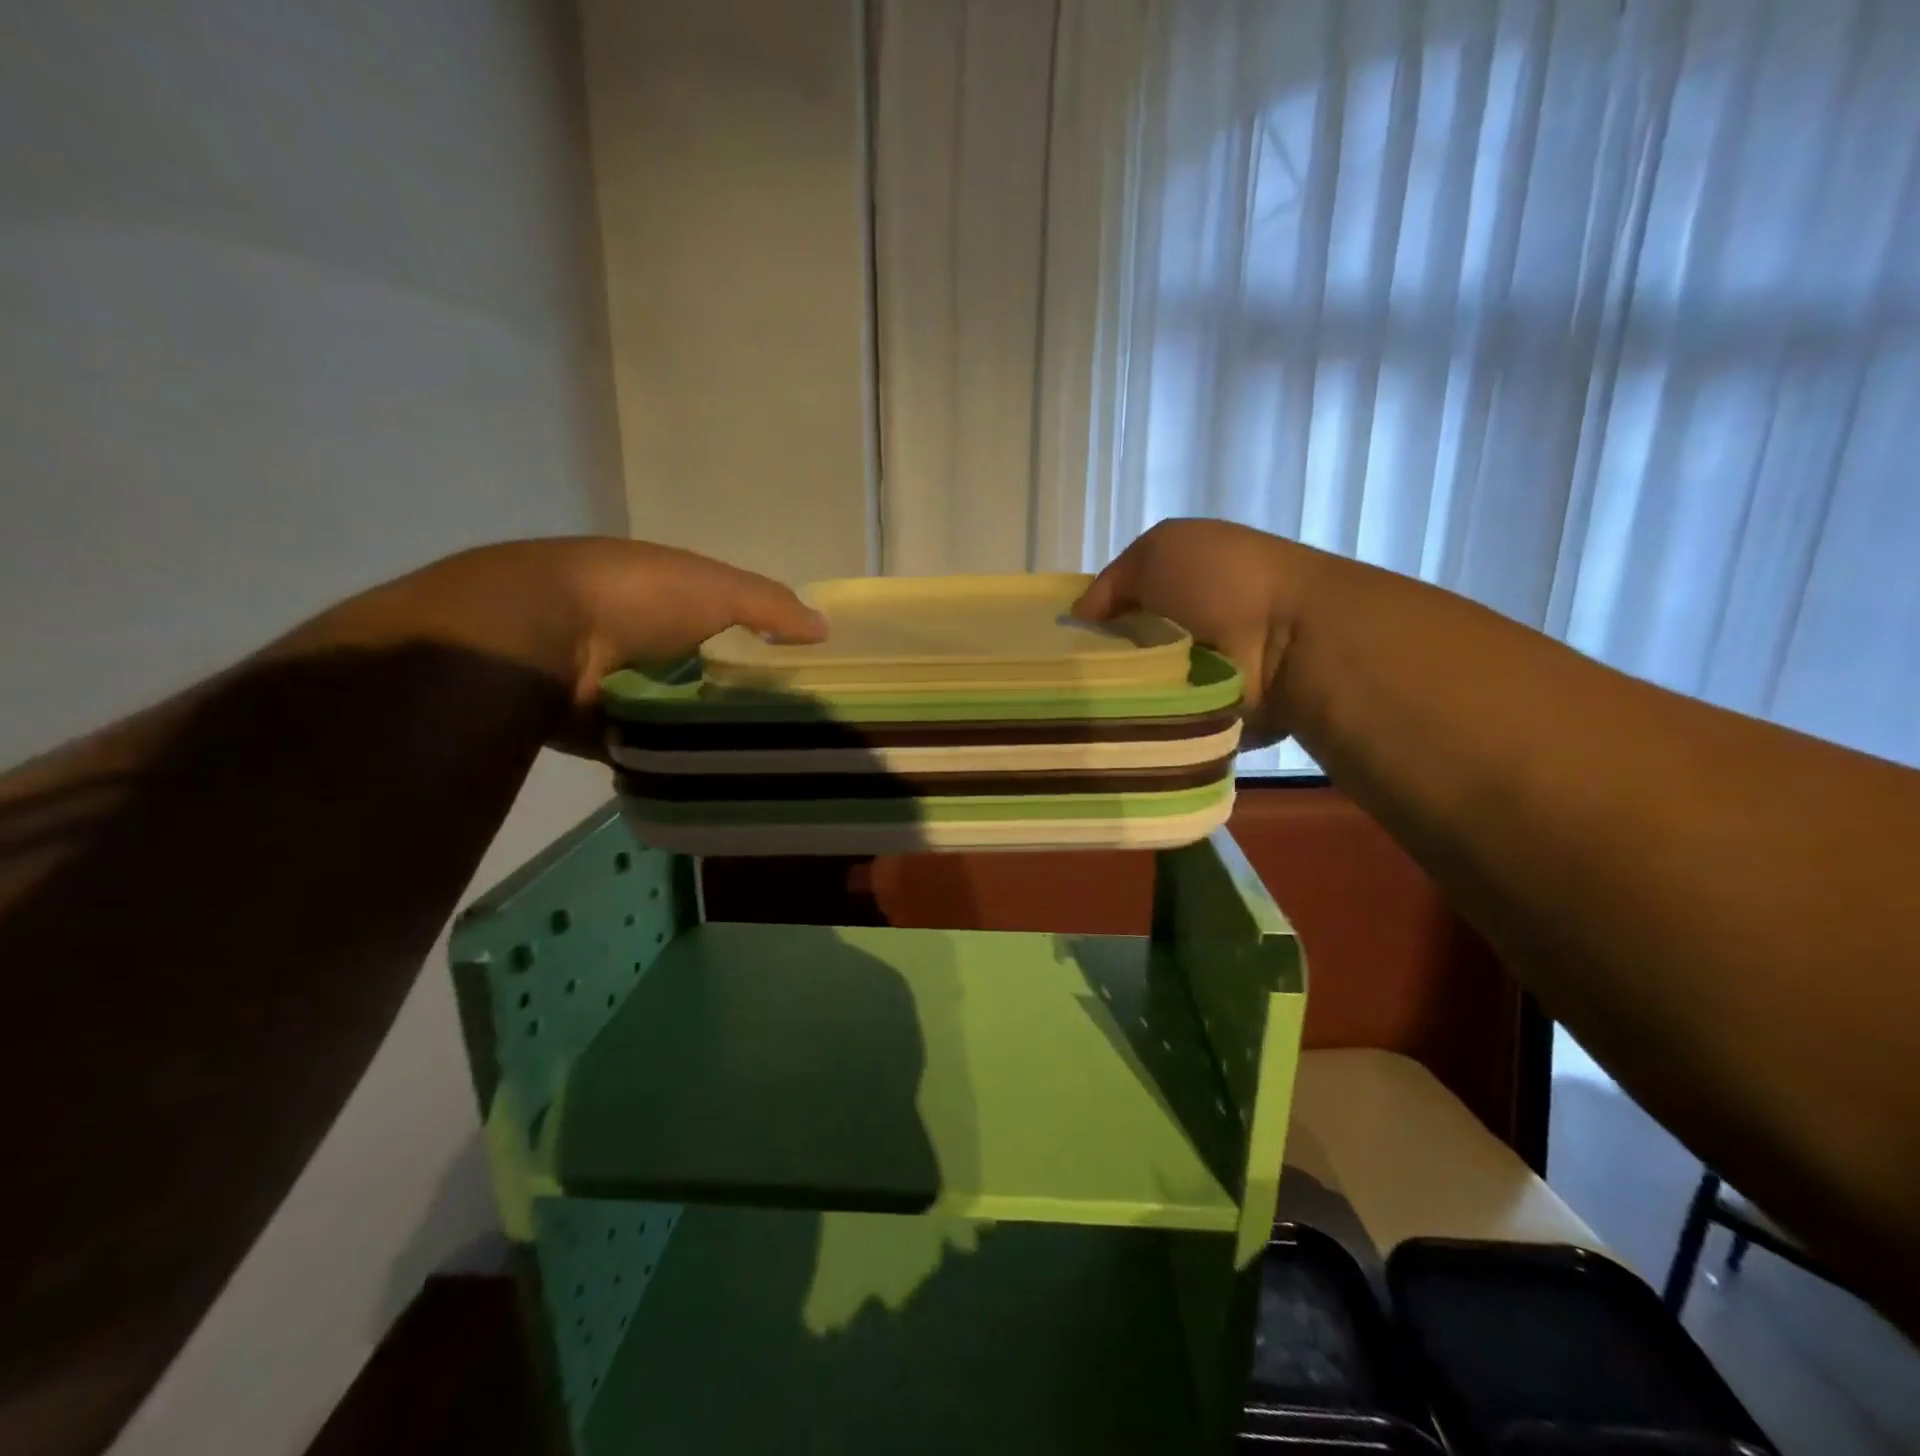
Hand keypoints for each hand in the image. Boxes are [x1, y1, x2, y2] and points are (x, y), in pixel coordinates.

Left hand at [287, 537, 826, 752]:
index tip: (800, 672)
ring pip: (679, 710)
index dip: (762, 641)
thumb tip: (826, 628)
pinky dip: (675, 757)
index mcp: (665, 595)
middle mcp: (641, 637)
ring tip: (763, 755)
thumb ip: (771, 605)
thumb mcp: (717, 588)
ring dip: (709, 727)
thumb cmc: (637, 597)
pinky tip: (715, 773)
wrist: (539, 637)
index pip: (725, 620)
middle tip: (789, 724)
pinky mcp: (600, 727)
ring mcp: (617, 683)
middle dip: (739, 691)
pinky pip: (650, 746)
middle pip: (704, 668)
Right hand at [1073, 519, 1307, 745]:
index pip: (1120, 606)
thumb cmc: (1222, 583)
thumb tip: (1080, 617)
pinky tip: (1115, 723)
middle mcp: (1188, 627)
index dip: (1090, 621)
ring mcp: (1200, 673)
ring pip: (1137, 687)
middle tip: (1068, 679)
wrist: (1291, 642)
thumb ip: (1112, 581)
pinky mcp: (1207, 714)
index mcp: (1180, 584)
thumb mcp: (1158, 551)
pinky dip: (1141, 721)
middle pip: (1125, 649)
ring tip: (1086, 706)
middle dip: (1099, 662)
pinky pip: (1160, 720)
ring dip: (1119, 693)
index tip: (1061, 642)